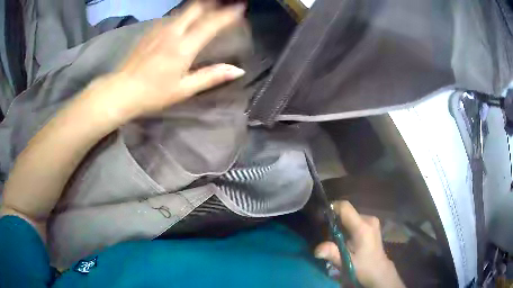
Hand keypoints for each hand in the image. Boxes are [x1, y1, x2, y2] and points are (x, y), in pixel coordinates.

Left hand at [76, 0, 245, 125]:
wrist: (121, 91)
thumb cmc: (153, 94)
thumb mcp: (184, 89)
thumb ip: (211, 76)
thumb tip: (238, 70)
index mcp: (183, 47)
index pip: (211, 23)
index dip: (228, 14)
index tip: (241, 7)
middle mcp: (173, 32)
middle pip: (196, 7)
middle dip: (213, 3)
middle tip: (224, 4)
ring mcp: (159, 29)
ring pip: (184, 10)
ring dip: (199, 7)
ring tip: (209, 8)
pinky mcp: (150, 32)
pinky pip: (172, 17)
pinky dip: (184, 15)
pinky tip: (185, 20)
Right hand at [315, 201, 404, 287]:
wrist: (379, 271)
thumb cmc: (363, 267)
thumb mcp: (346, 263)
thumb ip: (332, 253)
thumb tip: (317, 249)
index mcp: (362, 227)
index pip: (345, 207)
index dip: (332, 208)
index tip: (321, 217)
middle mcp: (369, 219)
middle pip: (347, 212)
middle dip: (335, 220)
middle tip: (326, 234)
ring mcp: (372, 221)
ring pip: (351, 216)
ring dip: (342, 224)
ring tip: (335, 238)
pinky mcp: (373, 224)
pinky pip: (356, 220)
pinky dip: (348, 226)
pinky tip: (346, 239)